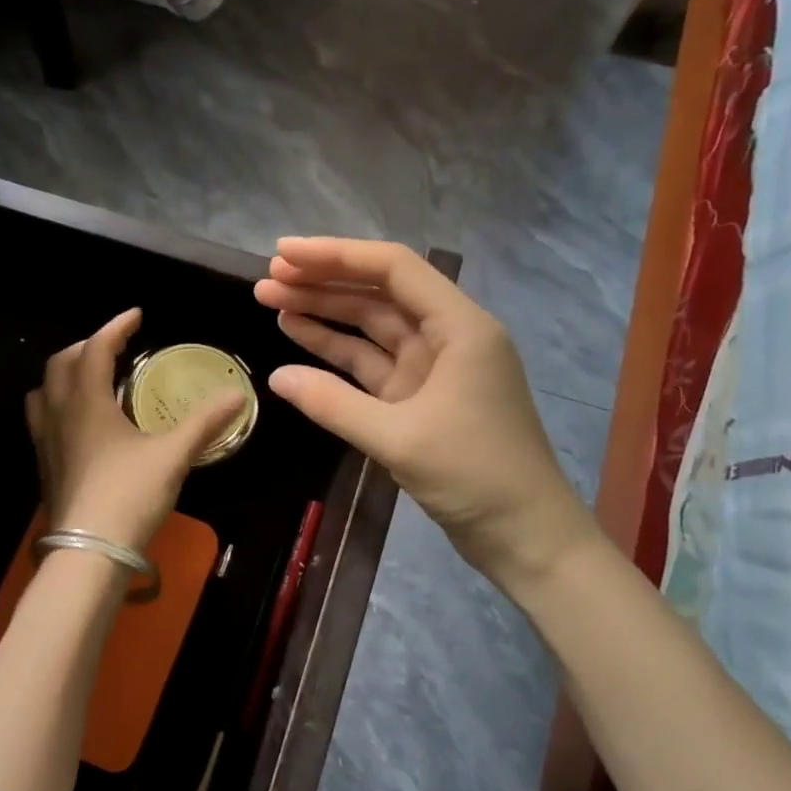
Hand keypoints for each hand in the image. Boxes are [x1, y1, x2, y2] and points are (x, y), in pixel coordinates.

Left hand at [25, 309, 245, 554]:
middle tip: (115, 347)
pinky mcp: (45, 467)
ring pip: (44, 391)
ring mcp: (46, 442)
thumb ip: (204, 423)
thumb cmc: (129, 496)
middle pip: (61, 364)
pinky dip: (60, 405)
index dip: (116, 328)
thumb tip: (238, 395)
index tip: (137, 316)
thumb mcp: (173, 456)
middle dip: (88, 347)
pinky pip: (43, 420)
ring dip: (66, 375)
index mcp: (87, 402)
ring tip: (92, 379)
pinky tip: (83, 426)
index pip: (96, 349)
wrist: (88, 552)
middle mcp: (59, 415)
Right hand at [255, 238, 600, 597]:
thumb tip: (276, 378)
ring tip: (272, 303)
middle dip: (322, 283)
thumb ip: (333, 404)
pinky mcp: (418, 399)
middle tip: (266, 281)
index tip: (284, 255)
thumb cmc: (476, 476)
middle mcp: (447, 337)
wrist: (523, 535)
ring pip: (370, 329)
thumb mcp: (399, 438)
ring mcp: (431, 369)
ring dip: (324, 315)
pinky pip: (370, 365)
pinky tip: (298, 343)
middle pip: (378, 295)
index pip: (393, 269)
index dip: (336, 256)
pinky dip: (336, 355)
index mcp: (460, 327)